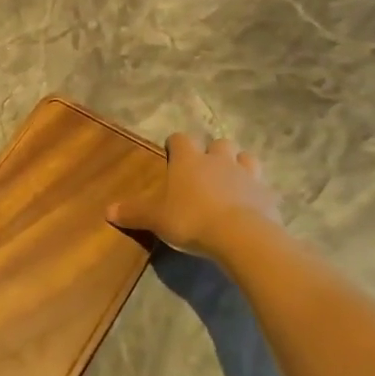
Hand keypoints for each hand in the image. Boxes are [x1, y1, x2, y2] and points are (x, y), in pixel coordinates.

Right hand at [107, 132, 280, 259]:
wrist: (241, 236)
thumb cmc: (191, 219)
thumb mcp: (156, 219)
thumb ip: (134, 213)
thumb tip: (107, 211)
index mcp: (189, 160)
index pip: (180, 139)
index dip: (175, 144)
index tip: (171, 154)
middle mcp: (218, 160)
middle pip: (218, 143)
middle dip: (212, 152)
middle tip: (204, 171)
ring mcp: (246, 174)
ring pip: (245, 157)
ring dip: (238, 164)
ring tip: (231, 181)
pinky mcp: (267, 194)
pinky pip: (262, 185)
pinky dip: (255, 191)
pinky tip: (250, 204)